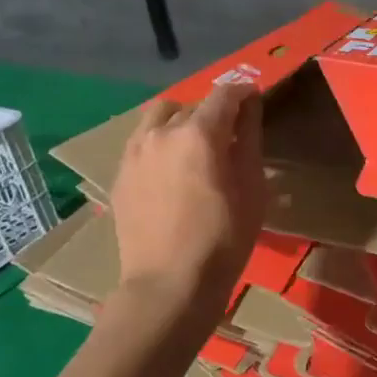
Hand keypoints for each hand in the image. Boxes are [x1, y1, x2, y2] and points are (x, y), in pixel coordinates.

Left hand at [108, 83, 265, 303]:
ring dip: (181, 121)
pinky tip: (172, 170)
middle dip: (214, 112)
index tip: (255, 100)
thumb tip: (250, 106)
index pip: (225, 95)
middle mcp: (162, 132)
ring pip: (160, 117)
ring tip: (195, 147)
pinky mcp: (120, 174)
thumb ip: (249, 139)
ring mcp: (135, 152)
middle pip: (192, 105)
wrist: (169, 283)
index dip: (244, 93)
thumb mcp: (252, 188)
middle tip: (230, 136)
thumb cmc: (224, 239)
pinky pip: (142, 142)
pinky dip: (161, 142)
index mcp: (199, 134)